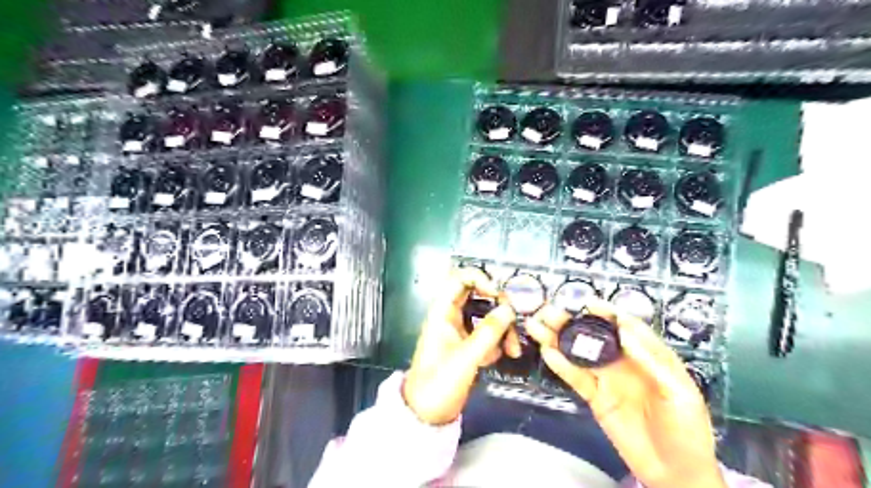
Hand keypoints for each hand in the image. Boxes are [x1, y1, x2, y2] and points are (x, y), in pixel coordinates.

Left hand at [401, 269, 514, 424]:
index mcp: (443, 311)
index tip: (498, 295)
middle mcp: (451, 316)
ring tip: (513, 350)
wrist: (426, 414)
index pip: (461, 278)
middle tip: (513, 323)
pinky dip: (497, 342)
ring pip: (486, 316)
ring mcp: (460, 330)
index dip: (481, 279)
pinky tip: (501, 356)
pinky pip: (487, 334)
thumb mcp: (466, 358)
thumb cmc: (439, 383)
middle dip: (499, 308)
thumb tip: (509, 309)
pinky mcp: (467, 345)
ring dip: (502, 328)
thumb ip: (488, 332)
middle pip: (479, 296)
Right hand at [527, 301, 724, 486]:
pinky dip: (561, 365)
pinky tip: (547, 352)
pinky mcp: (595, 397)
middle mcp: (624, 363)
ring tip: (536, 325)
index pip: (625, 328)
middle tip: (550, 311)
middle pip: (595, 337)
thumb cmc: (687, 430)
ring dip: (558, 339)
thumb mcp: (680, 394)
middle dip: (572, 322)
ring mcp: (607, 379)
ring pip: (579, 354)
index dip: (607, 314)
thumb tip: (625, 332)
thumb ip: (652, 362)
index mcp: (648, 357)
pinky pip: (576, 378)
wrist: (675, 473)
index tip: (588, 303)